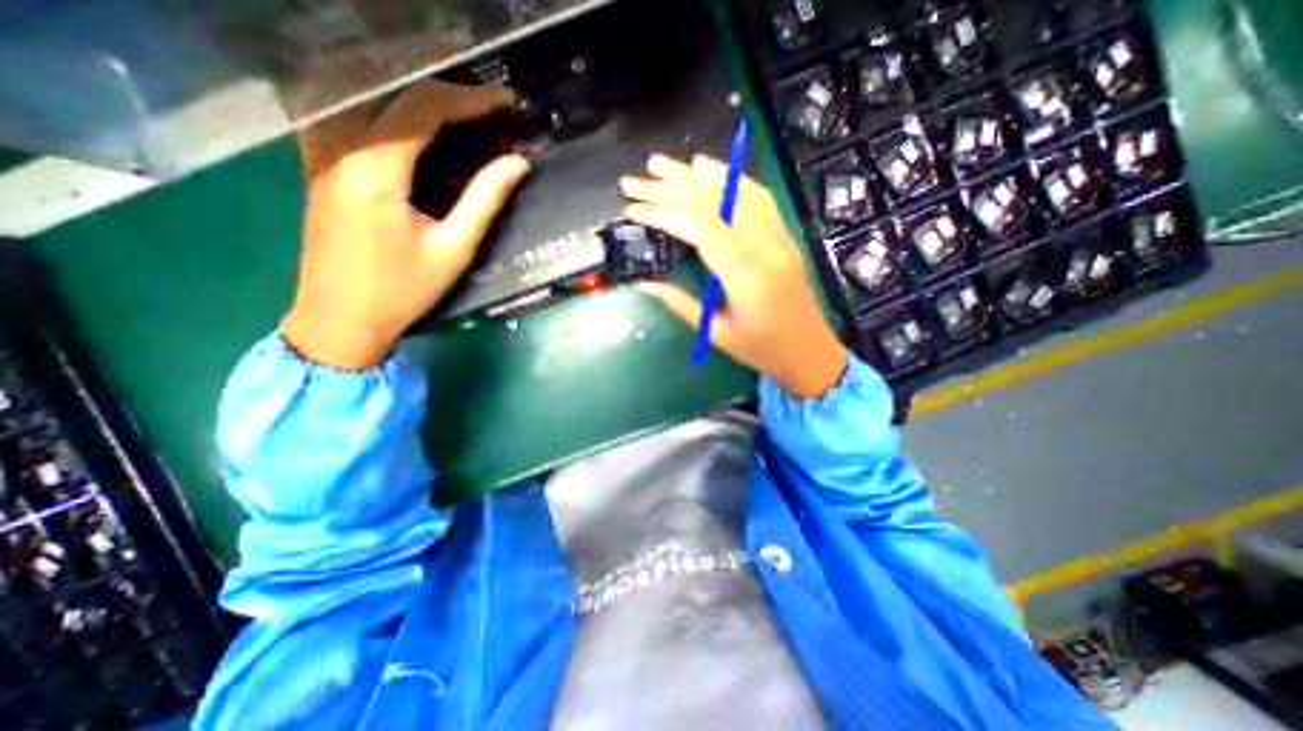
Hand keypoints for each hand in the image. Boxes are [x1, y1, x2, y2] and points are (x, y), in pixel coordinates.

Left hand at [284, 81, 530, 370]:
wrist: (341, 319)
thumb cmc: (404, 290)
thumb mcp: (454, 249)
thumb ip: (485, 201)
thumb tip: (516, 164)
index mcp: (376, 172)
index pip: (422, 110)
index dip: (467, 100)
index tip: (504, 104)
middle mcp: (340, 150)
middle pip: (394, 96)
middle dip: (446, 95)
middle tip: (487, 109)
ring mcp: (320, 155)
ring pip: (365, 99)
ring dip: (413, 98)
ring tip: (454, 112)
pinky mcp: (316, 167)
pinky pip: (345, 117)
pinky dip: (381, 110)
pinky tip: (403, 124)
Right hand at [623, 147, 856, 395]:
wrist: (811, 351)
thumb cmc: (762, 349)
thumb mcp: (716, 334)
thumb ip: (679, 304)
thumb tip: (642, 281)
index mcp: (746, 274)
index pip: (699, 226)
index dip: (663, 212)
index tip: (632, 209)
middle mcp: (764, 244)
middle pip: (713, 202)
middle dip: (668, 189)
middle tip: (632, 182)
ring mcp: (778, 234)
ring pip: (733, 191)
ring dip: (694, 175)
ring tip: (659, 164)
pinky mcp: (782, 233)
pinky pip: (756, 195)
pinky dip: (729, 177)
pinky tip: (707, 167)